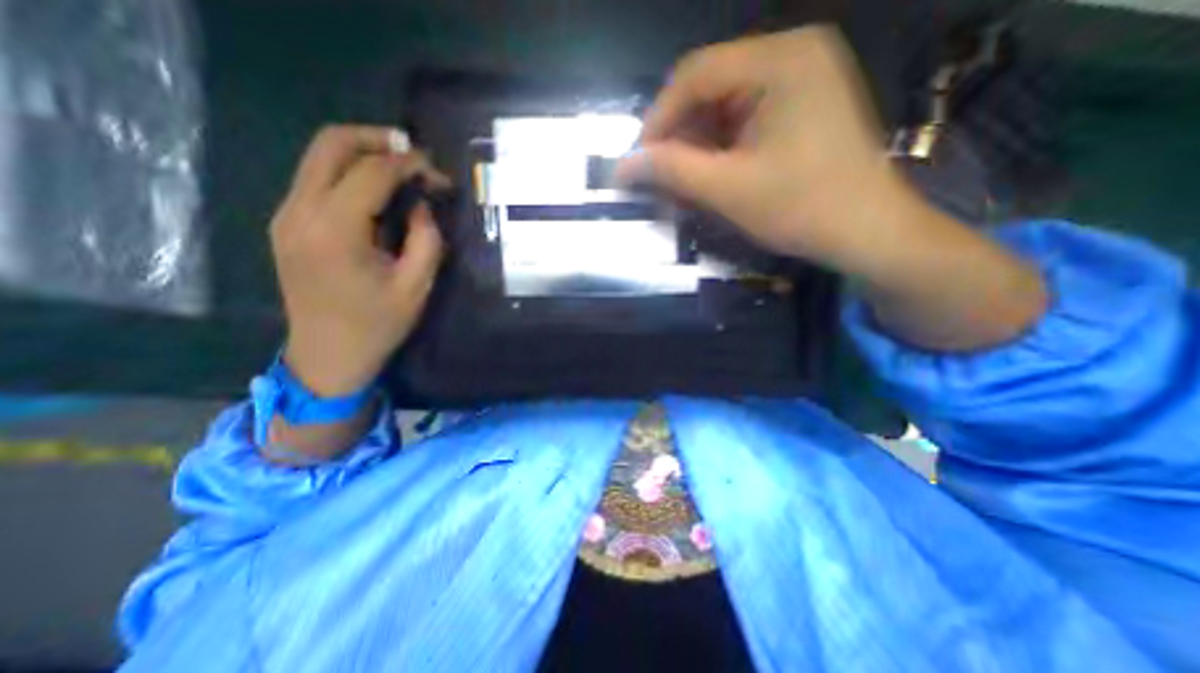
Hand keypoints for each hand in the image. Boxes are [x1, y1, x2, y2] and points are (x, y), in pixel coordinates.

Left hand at [271, 126, 449, 395]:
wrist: (328, 355)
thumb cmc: (377, 325)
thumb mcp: (416, 286)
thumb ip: (426, 240)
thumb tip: (422, 206)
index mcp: (335, 231)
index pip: (371, 172)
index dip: (409, 165)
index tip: (437, 173)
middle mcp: (300, 212)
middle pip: (331, 144)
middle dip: (377, 140)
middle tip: (414, 154)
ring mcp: (287, 215)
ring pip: (319, 157)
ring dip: (363, 154)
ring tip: (402, 171)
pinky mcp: (287, 224)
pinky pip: (317, 179)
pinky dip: (349, 174)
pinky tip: (378, 194)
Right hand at [622, 27, 1046, 351]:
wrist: (867, 232)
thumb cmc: (802, 208)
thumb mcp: (729, 189)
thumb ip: (672, 171)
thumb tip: (622, 165)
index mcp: (780, 60)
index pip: (695, 74)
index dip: (658, 119)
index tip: (639, 162)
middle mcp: (791, 55)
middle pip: (709, 88)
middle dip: (678, 136)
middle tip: (660, 178)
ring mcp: (798, 80)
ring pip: (722, 107)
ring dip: (696, 147)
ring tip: (683, 184)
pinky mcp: (798, 107)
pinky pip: (742, 120)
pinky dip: (719, 150)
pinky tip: (710, 177)